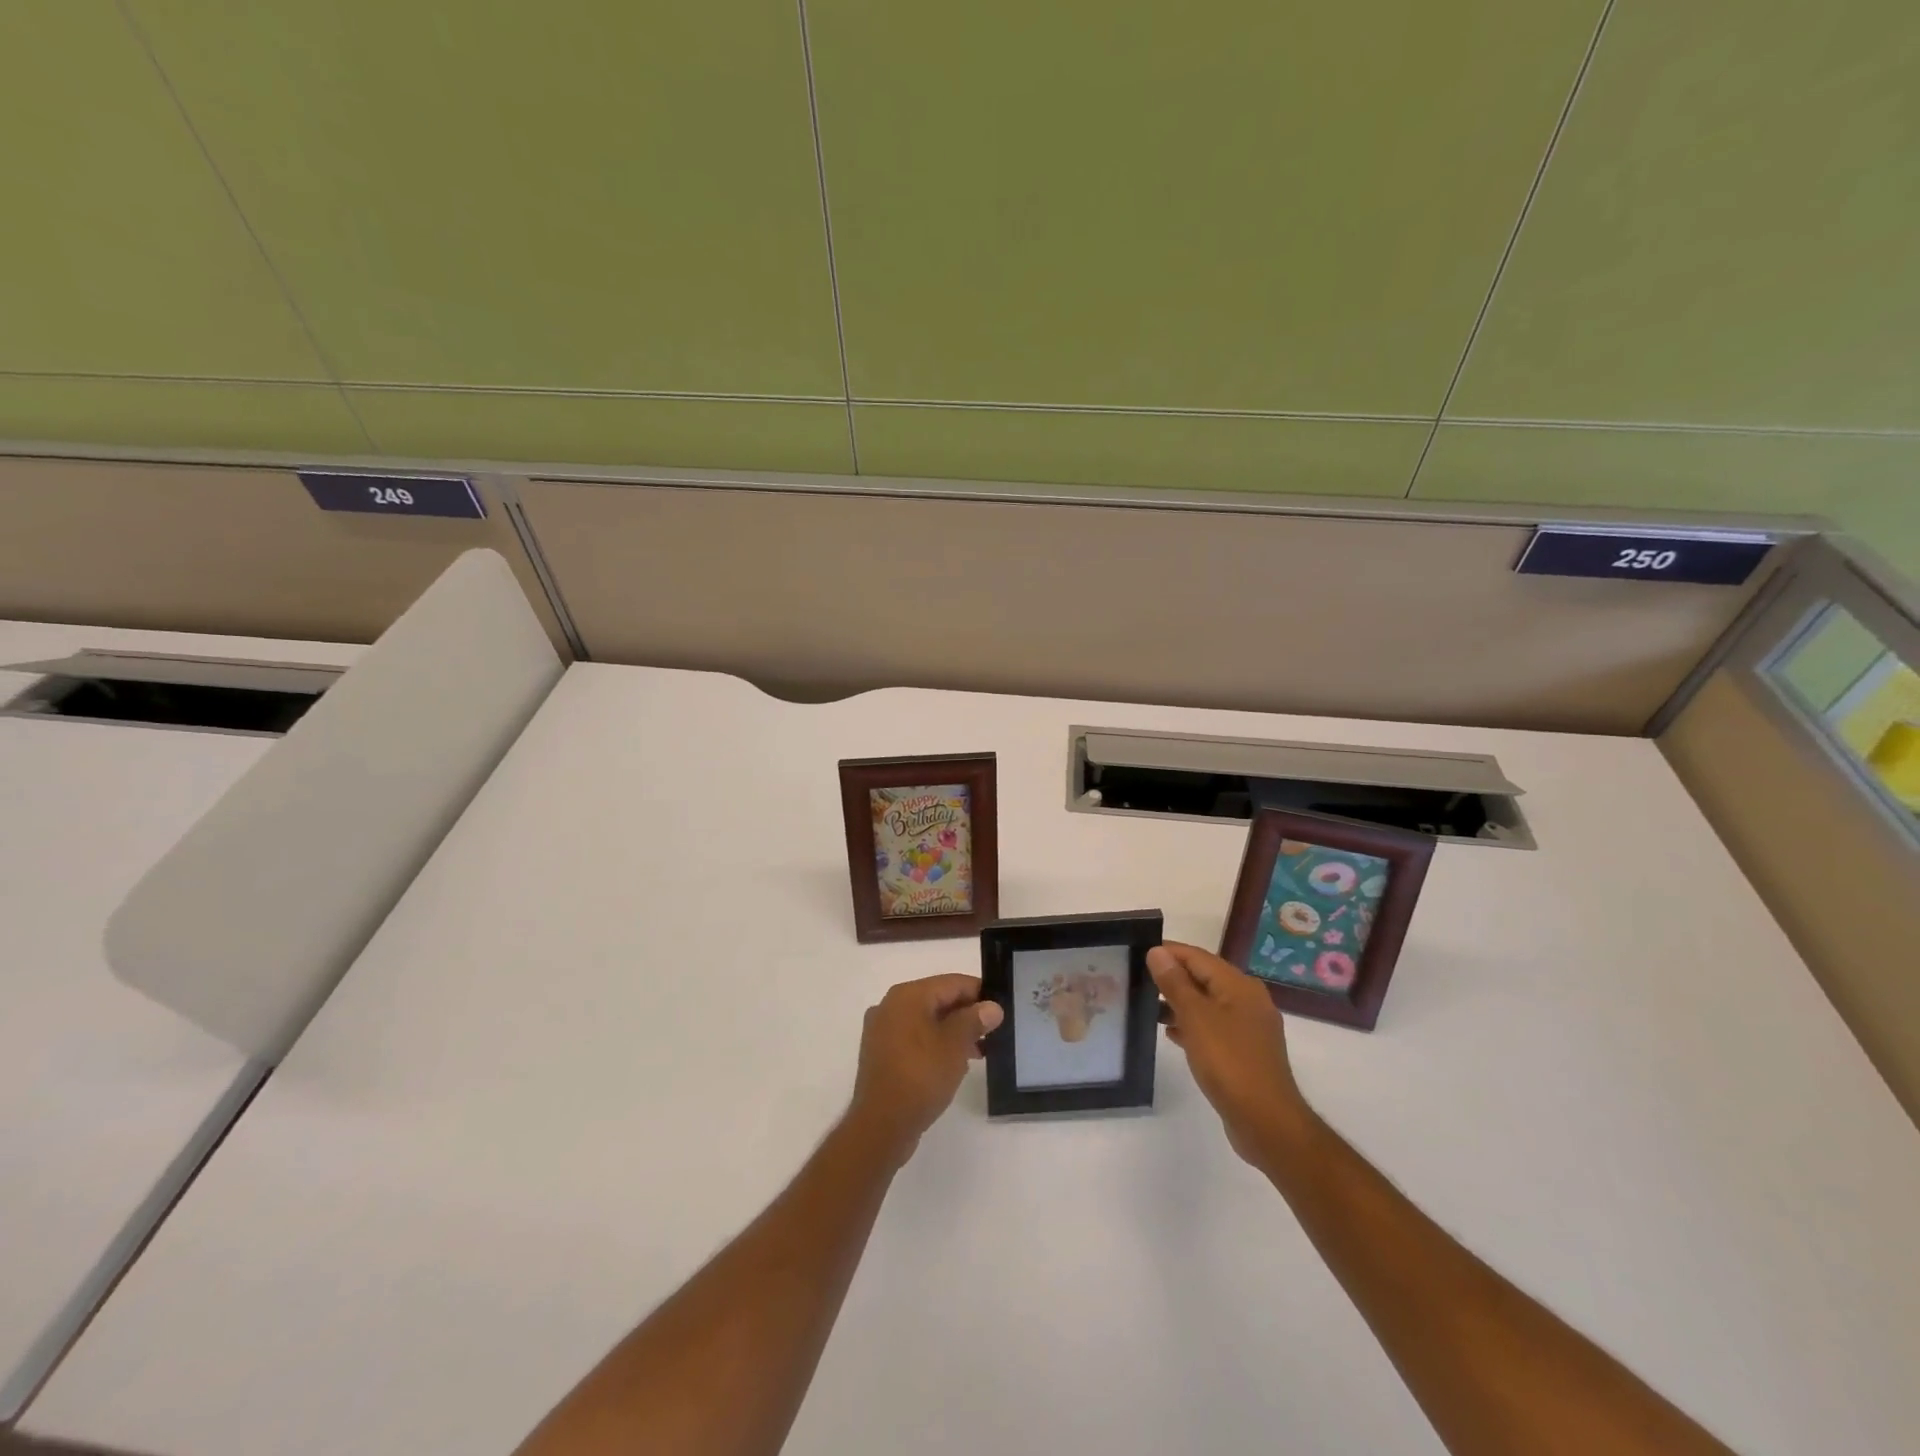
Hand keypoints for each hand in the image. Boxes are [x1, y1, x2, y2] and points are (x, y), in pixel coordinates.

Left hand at [847, 974, 1003, 1164]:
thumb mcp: (955, 1046)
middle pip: (937, 1000)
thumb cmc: (921, 1076)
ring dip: (952, 1032)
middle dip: (966, 1014)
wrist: (881, 1125)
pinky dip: (934, 1045)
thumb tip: (992, 1006)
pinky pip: (914, 1039)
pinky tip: (952, 1064)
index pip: (951, 983)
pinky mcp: (881, 1054)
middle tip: (992, 1032)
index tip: (1000, 1008)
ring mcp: (882, 1031)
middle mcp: (890, 1006)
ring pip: (926, 1021)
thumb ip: (974, 1020)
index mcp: (907, 995)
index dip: (979, 993)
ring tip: (978, 1052)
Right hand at [1151, 942, 1310, 1165]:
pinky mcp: (1245, 1051)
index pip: (1197, 956)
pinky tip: (1170, 1034)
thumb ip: (1175, 983)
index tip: (1136, 953)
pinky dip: (1192, 1025)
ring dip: (1179, 1003)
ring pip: (1207, 1003)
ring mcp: (1248, 1027)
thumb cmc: (1229, 1062)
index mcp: (1239, 985)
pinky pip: (1213, 1026)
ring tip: (1147, 1007)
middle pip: (1204, 978)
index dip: (1168, 952)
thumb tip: (1157, 951)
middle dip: (1172, 978)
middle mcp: (1247, 1000)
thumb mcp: (1196, 1018)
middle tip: (1137, 980)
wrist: (1266, 1121)